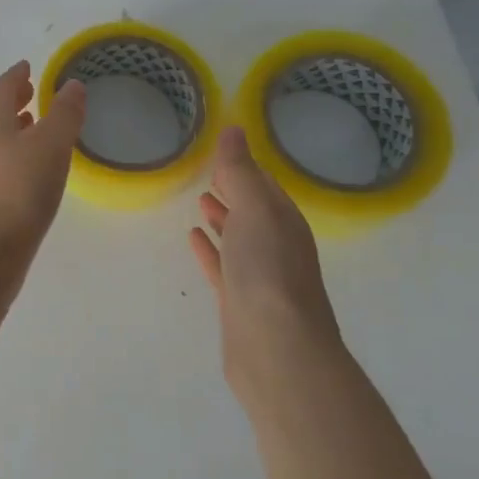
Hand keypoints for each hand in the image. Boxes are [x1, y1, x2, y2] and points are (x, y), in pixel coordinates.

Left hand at [0, 61, 86, 255]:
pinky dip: (21, 152)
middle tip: (33, 90)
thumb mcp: (50, 144)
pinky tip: (37, 167)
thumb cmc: (20, 189)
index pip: (2, 87)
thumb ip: (64, 113)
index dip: (16, 75)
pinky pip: (6, 162)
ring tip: (37, 123)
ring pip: (1, 138)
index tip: (28, 66)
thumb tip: (72, 85)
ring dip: (18, 126)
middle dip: (15, 98)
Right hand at [188, 127, 342, 411]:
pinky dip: (210, 250)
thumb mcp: (255, 210)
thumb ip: (241, 171)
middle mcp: (277, 247)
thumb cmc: (268, 271)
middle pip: (254, 212)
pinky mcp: (239, 304)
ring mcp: (259, 278)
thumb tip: (235, 130)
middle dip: (235, 192)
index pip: (265, 186)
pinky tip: (193, 239)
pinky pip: (222, 267)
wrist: (276, 349)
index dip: (246, 168)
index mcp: (285, 222)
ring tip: (200, 202)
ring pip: (239, 239)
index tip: (224, 153)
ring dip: (223, 220)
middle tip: (210, 173)